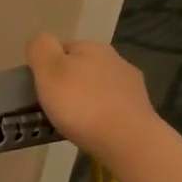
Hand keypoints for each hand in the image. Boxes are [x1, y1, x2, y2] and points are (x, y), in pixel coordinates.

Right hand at [26, 34, 158, 163]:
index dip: (48, 68)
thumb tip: (40, 41)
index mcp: (92, 47)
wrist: (126, 139)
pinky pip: (113, 107)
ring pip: (99, 88)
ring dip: (87, 99)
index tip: (41, 90)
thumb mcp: (48, 70)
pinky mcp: (140, 108)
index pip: (62, 49)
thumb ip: (40, 49)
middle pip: (82, 68)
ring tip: (74, 122)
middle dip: (69, 83)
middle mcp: (115, 59)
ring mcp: (132, 84)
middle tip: (54, 107)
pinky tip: (95, 130)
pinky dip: (102, 115)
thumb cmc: (80, 103)